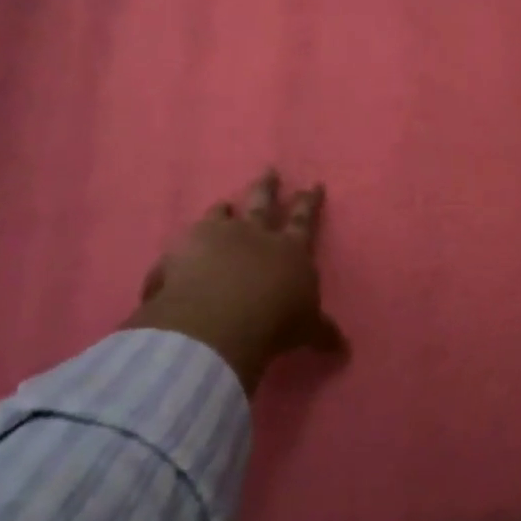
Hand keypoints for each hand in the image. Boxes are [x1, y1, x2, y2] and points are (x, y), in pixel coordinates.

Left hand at [125, 169, 345, 393]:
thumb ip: (321, 333)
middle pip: (262, 204)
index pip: (303, 220)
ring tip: (224, 203)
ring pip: (222, 215)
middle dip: (268, 187)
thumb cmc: (275, 323)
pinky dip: (182, 251)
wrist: (219, 322)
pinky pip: (182, 246)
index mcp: (290, 249)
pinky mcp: (181, 250)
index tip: (313, 184)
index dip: (309, 202)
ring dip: (224, 209)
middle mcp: (254, 235)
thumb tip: (344, 349)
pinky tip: (175, 256)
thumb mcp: (306, 330)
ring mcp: (216, 238)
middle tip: (269, 170)